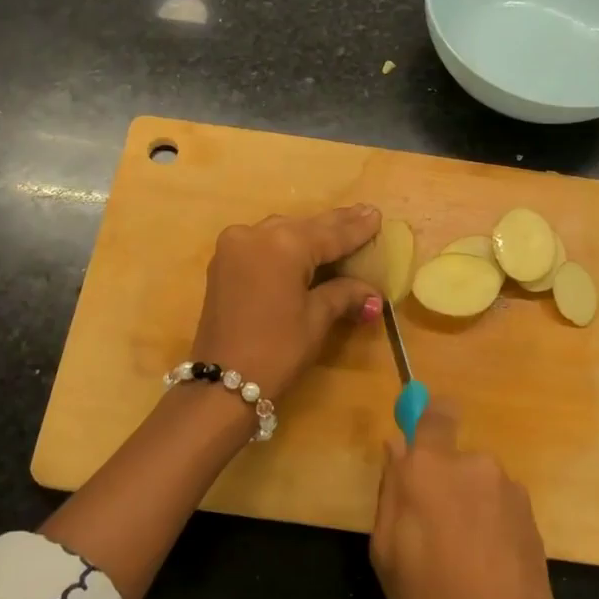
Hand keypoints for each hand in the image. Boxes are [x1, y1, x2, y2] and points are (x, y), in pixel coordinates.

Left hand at [191, 205, 383, 400]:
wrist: (222, 383)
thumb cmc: (277, 350)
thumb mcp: (316, 319)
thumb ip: (344, 294)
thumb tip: (372, 293)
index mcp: (284, 244)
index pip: (330, 233)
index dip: (356, 228)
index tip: (377, 215)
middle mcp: (256, 234)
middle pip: (305, 227)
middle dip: (334, 225)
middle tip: (364, 214)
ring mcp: (234, 246)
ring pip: (281, 231)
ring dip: (309, 233)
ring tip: (338, 231)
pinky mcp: (223, 262)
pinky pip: (262, 243)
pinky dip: (285, 245)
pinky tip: (304, 247)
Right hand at [370, 406, 569, 598]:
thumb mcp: (385, 550)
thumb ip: (391, 488)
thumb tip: (397, 446)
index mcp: (430, 468)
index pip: (436, 413)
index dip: (429, 420)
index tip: (420, 445)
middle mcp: (474, 465)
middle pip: (454, 458)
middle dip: (443, 482)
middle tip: (432, 532)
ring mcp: (509, 490)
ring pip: (478, 484)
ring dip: (469, 506)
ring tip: (464, 558)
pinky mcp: (533, 516)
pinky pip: (500, 506)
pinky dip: (491, 525)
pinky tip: (489, 567)